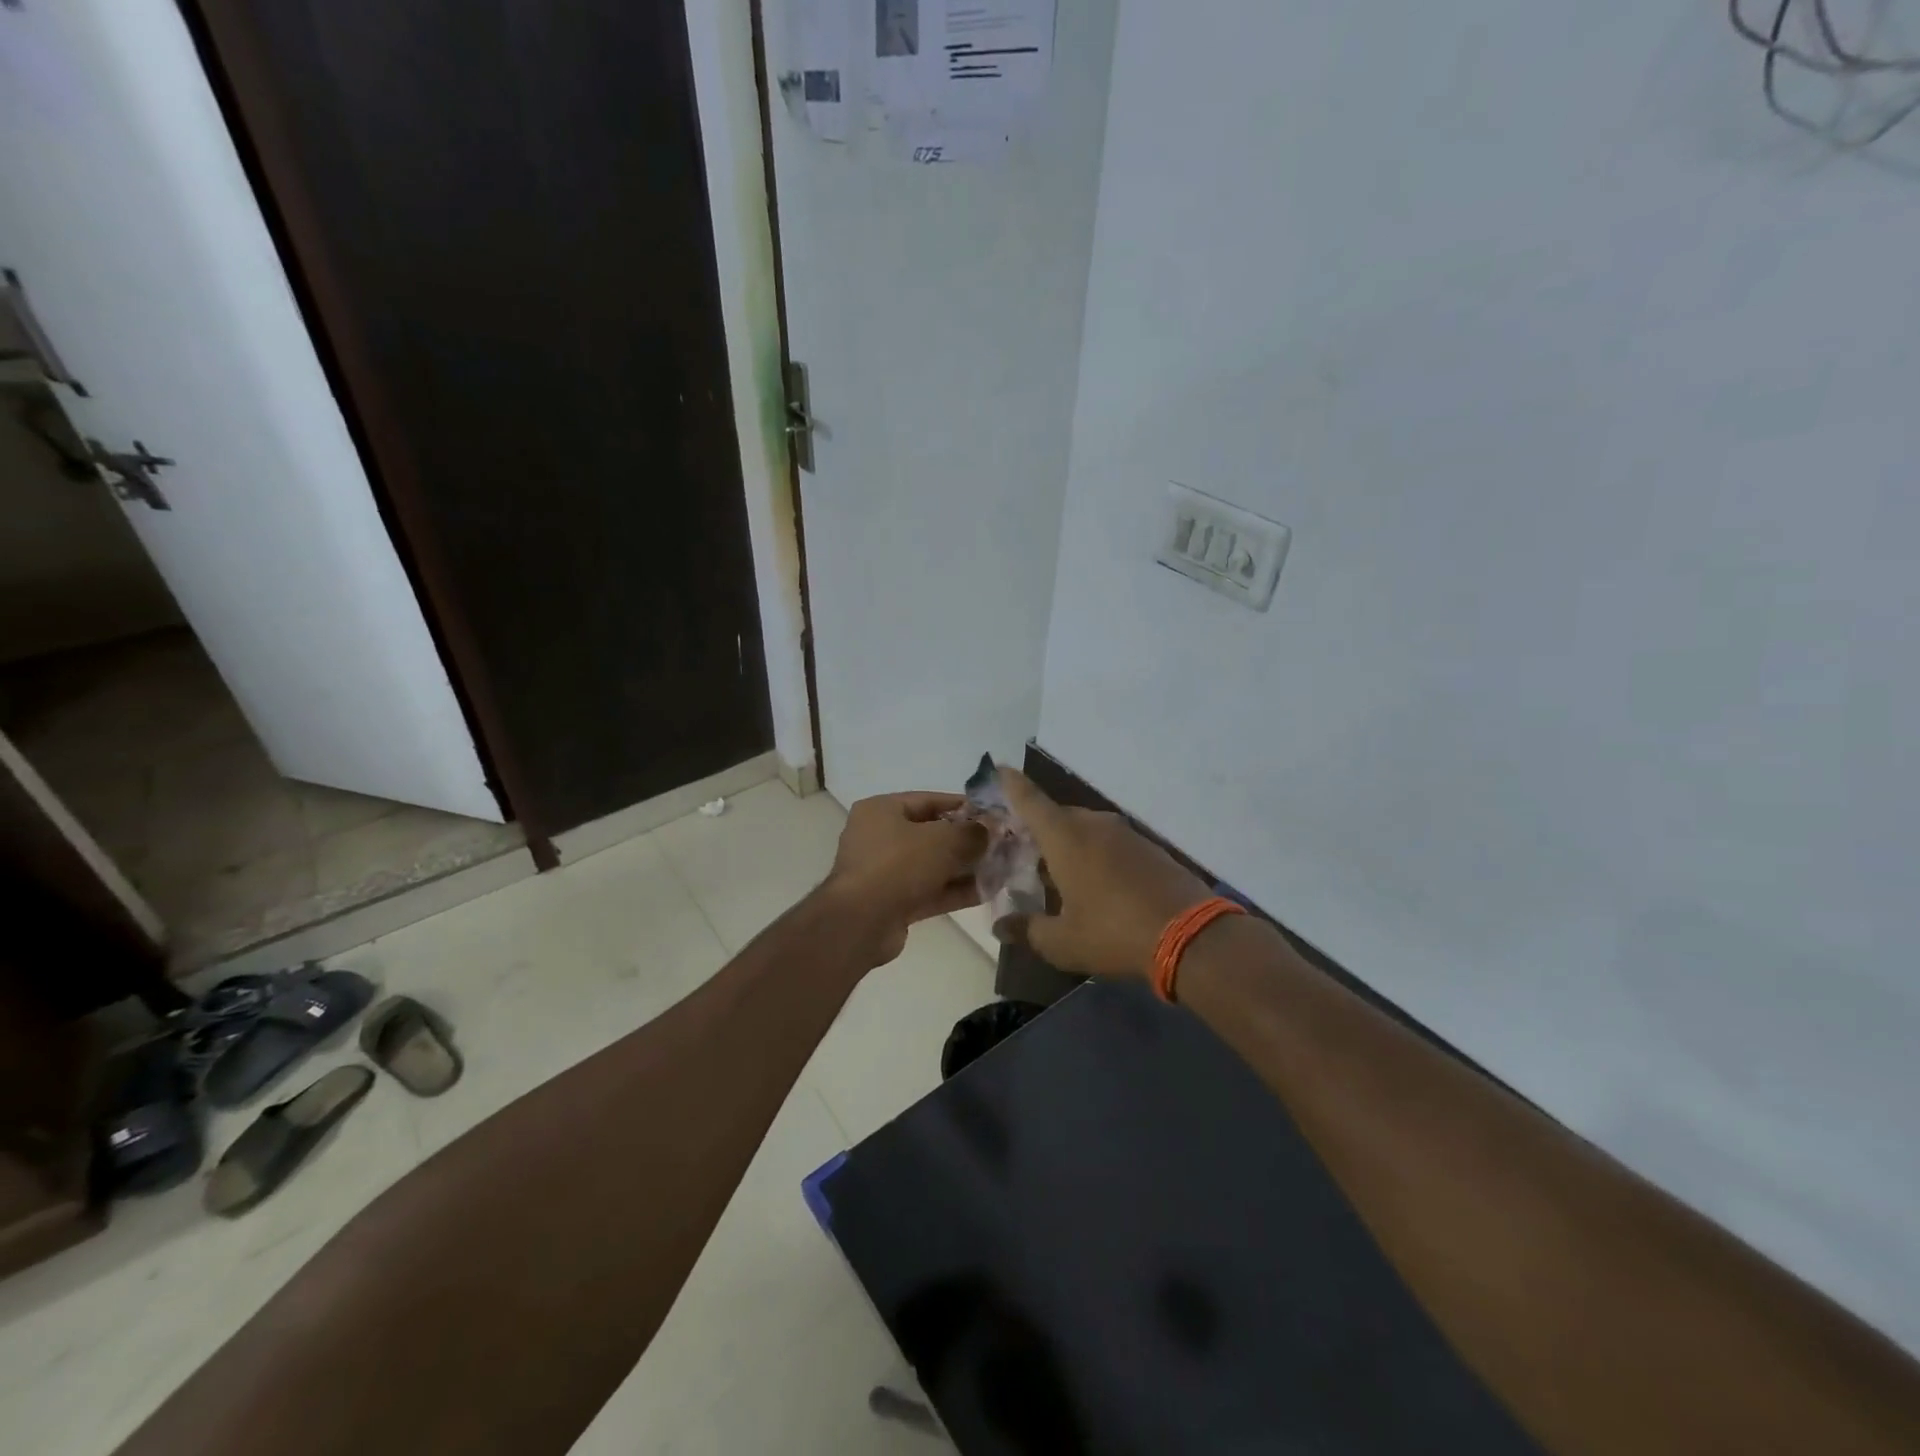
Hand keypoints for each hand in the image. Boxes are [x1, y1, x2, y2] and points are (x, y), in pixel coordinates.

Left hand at [820, 792, 985, 965]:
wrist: (861, 922)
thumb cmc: (899, 865)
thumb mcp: (943, 840)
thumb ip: (972, 832)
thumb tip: (990, 829)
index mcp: (881, 810)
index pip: (929, 800)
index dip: (964, 806)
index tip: (994, 814)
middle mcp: (879, 837)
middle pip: (932, 834)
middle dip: (967, 840)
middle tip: (1001, 844)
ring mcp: (884, 872)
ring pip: (932, 865)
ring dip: (965, 867)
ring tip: (1001, 868)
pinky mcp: (892, 902)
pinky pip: (929, 890)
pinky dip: (954, 890)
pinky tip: (987, 892)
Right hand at [999, 768, 1211, 979]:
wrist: (1191, 935)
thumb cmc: (1113, 932)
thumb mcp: (1063, 942)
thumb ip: (1028, 930)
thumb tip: (1001, 927)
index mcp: (1066, 837)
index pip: (1031, 801)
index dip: (1011, 784)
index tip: (998, 768)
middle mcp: (1094, 825)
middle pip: (1058, 817)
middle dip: (1039, 830)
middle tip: (1024, 851)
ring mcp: (1126, 834)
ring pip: (1086, 830)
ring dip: (1069, 845)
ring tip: (1058, 874)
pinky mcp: (1150, 847)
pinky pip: (1111, 843)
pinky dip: (1096, 855)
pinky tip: (1096, 883)